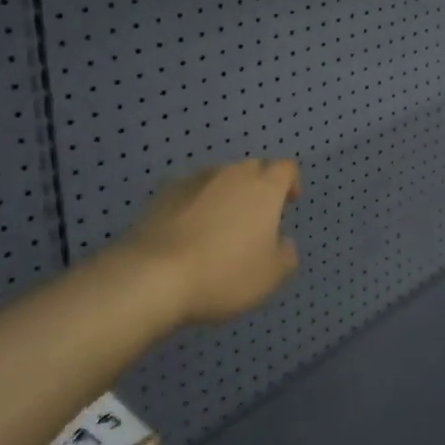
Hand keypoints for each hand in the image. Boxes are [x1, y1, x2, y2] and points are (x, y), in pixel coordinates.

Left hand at [121, 159, 301, 324]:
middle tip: (256, 218)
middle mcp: (230, 174)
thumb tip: (282, 242)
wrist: (154, 275)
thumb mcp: (270, 276)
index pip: (285, 168)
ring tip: (219, 228)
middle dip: (258, 186)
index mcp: (263, 188)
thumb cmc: (224, 274)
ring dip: (225, 195)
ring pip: (219, 179)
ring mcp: (194, 180)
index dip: (290, 182)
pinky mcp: (163, 193)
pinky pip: (190, 192)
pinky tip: (189, 233)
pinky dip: (196, 205)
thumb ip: (286, 254)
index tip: (288, 203)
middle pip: (252, 168)